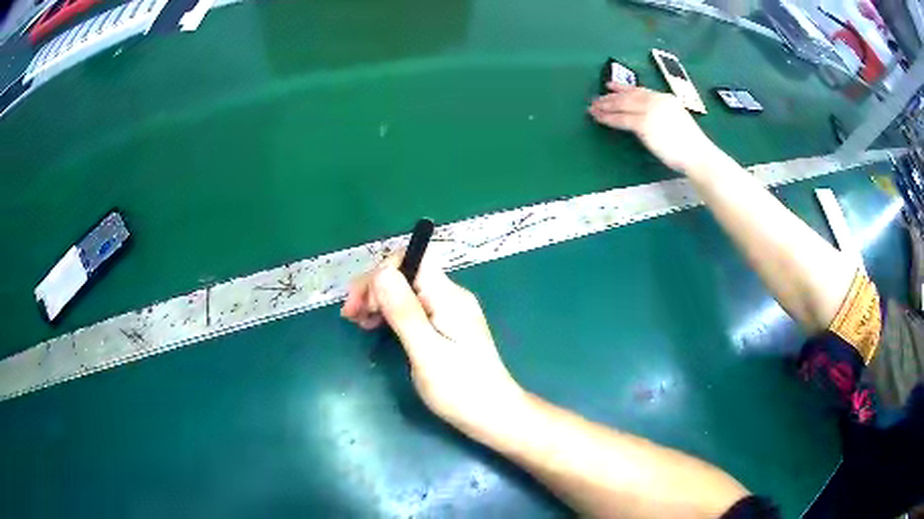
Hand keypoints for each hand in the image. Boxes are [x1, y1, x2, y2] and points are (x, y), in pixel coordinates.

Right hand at [341, 253, 524, 436]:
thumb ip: (404, 313)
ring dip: (379, 300)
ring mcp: (449, 311)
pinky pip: (413, 307)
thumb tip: (381, 272)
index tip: (361, 305)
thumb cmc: (460, 389)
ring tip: (359, 322)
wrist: (494, 414)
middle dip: (374, 288)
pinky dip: (391, 313)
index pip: (412, 259)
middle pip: (406, 273)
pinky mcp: (446, 326)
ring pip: (407, 290)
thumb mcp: (427, 353)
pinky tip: (378, 327)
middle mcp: (450, 296)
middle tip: (351, 316)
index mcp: (448, 297)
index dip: (380, 274)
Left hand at [589, 83, 717, 173]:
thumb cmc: (690, 145)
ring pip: (622, 105)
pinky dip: (608, 119)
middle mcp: (657, 100)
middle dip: (610, 97)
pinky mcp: (644, 124)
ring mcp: (650, 111)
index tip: (609, 86)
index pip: (640, 90)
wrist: (697, 154)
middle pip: (628, 96)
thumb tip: (645, 117)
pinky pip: (622, 119)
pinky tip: (599, 118)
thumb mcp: (676, 121)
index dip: (623, 88)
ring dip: (605, 106)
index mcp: (666, 98)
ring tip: (592, 108)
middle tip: (596, 99)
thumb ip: (661, 115)